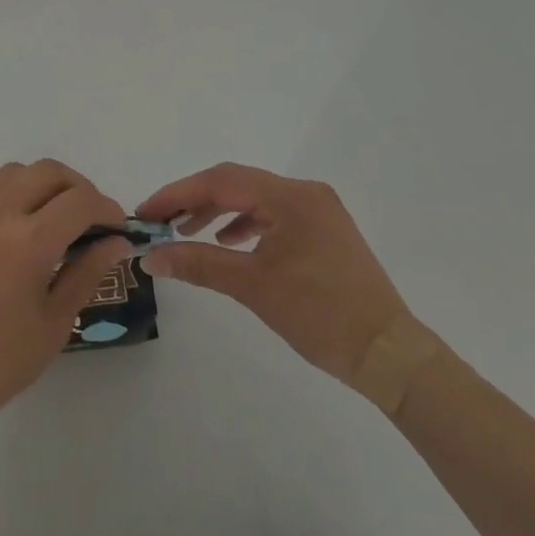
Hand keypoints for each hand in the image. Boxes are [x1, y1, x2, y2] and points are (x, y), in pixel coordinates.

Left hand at [0, 159, 129, 440]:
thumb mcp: (54, 323)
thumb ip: (87, 273)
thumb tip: (116, 241)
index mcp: (28, 241)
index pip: (80, 201)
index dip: (107, 209)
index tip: (115, 228)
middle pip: (47, 172)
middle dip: (77, 188)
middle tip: (86, 219)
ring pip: (11, 174)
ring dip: (39, 186)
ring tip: (47, 221)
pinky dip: (5, 200)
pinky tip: (6, 235)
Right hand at [138, 163, 409, 387]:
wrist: (388, 354)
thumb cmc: (320, 315)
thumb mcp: (252, 286)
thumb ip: (198, 263)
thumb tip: (151, 257)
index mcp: (290, 197)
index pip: (221, 181)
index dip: (178, 193)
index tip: (147, 211)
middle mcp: (305, 192)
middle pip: (237, 184)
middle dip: (196, 200)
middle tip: (161, 221)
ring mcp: (319, 210)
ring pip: (256, 198)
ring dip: (219, 211)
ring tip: (189, 233)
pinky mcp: (325, 230)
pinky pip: (275, 214)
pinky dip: (246, 224)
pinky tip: (231, 243)